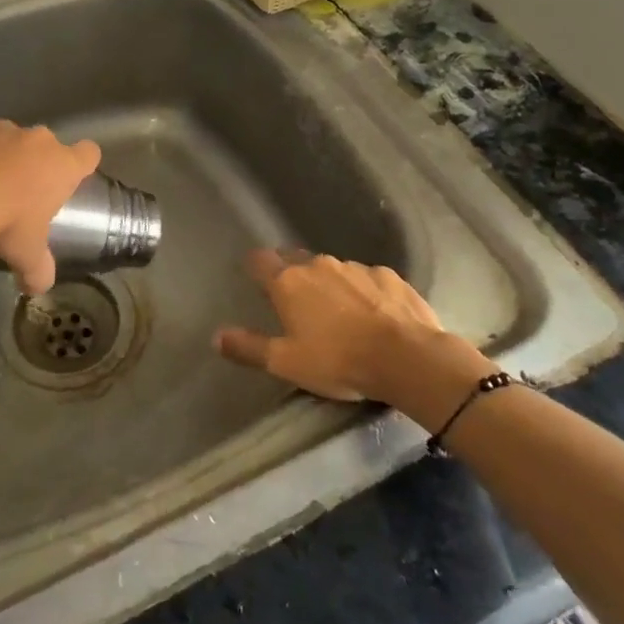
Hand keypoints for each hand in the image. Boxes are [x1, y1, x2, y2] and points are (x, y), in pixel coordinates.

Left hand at [0, 117, 101, 294]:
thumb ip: (38, 271)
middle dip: (36, 162)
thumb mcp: (27, 256)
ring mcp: (1, 128)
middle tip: (20, 192)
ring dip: (1, 153)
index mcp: (62, 165)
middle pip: (46, 144)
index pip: (89, 153)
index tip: (72, 177)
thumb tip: (38, 289)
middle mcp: (37, 140)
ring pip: (8, 136)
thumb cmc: (8, 223)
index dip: (83, 163)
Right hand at [214, 250, 496, 427]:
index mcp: (289, 282)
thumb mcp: (286, 363)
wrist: (408, 358)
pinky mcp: (389, 276)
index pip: (261, 260)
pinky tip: (375, 315)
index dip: (257, 267)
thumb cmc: (338, 361)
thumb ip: (249, 347)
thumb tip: (216, 336)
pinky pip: (368, 279)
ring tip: (341, 314)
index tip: (257, 279)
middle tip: (298, 303)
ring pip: (334, 270)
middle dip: (294, 275)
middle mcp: (318, 265)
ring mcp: (356, 267)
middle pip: (297, 260)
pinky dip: (366, 292)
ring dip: (332, 286)